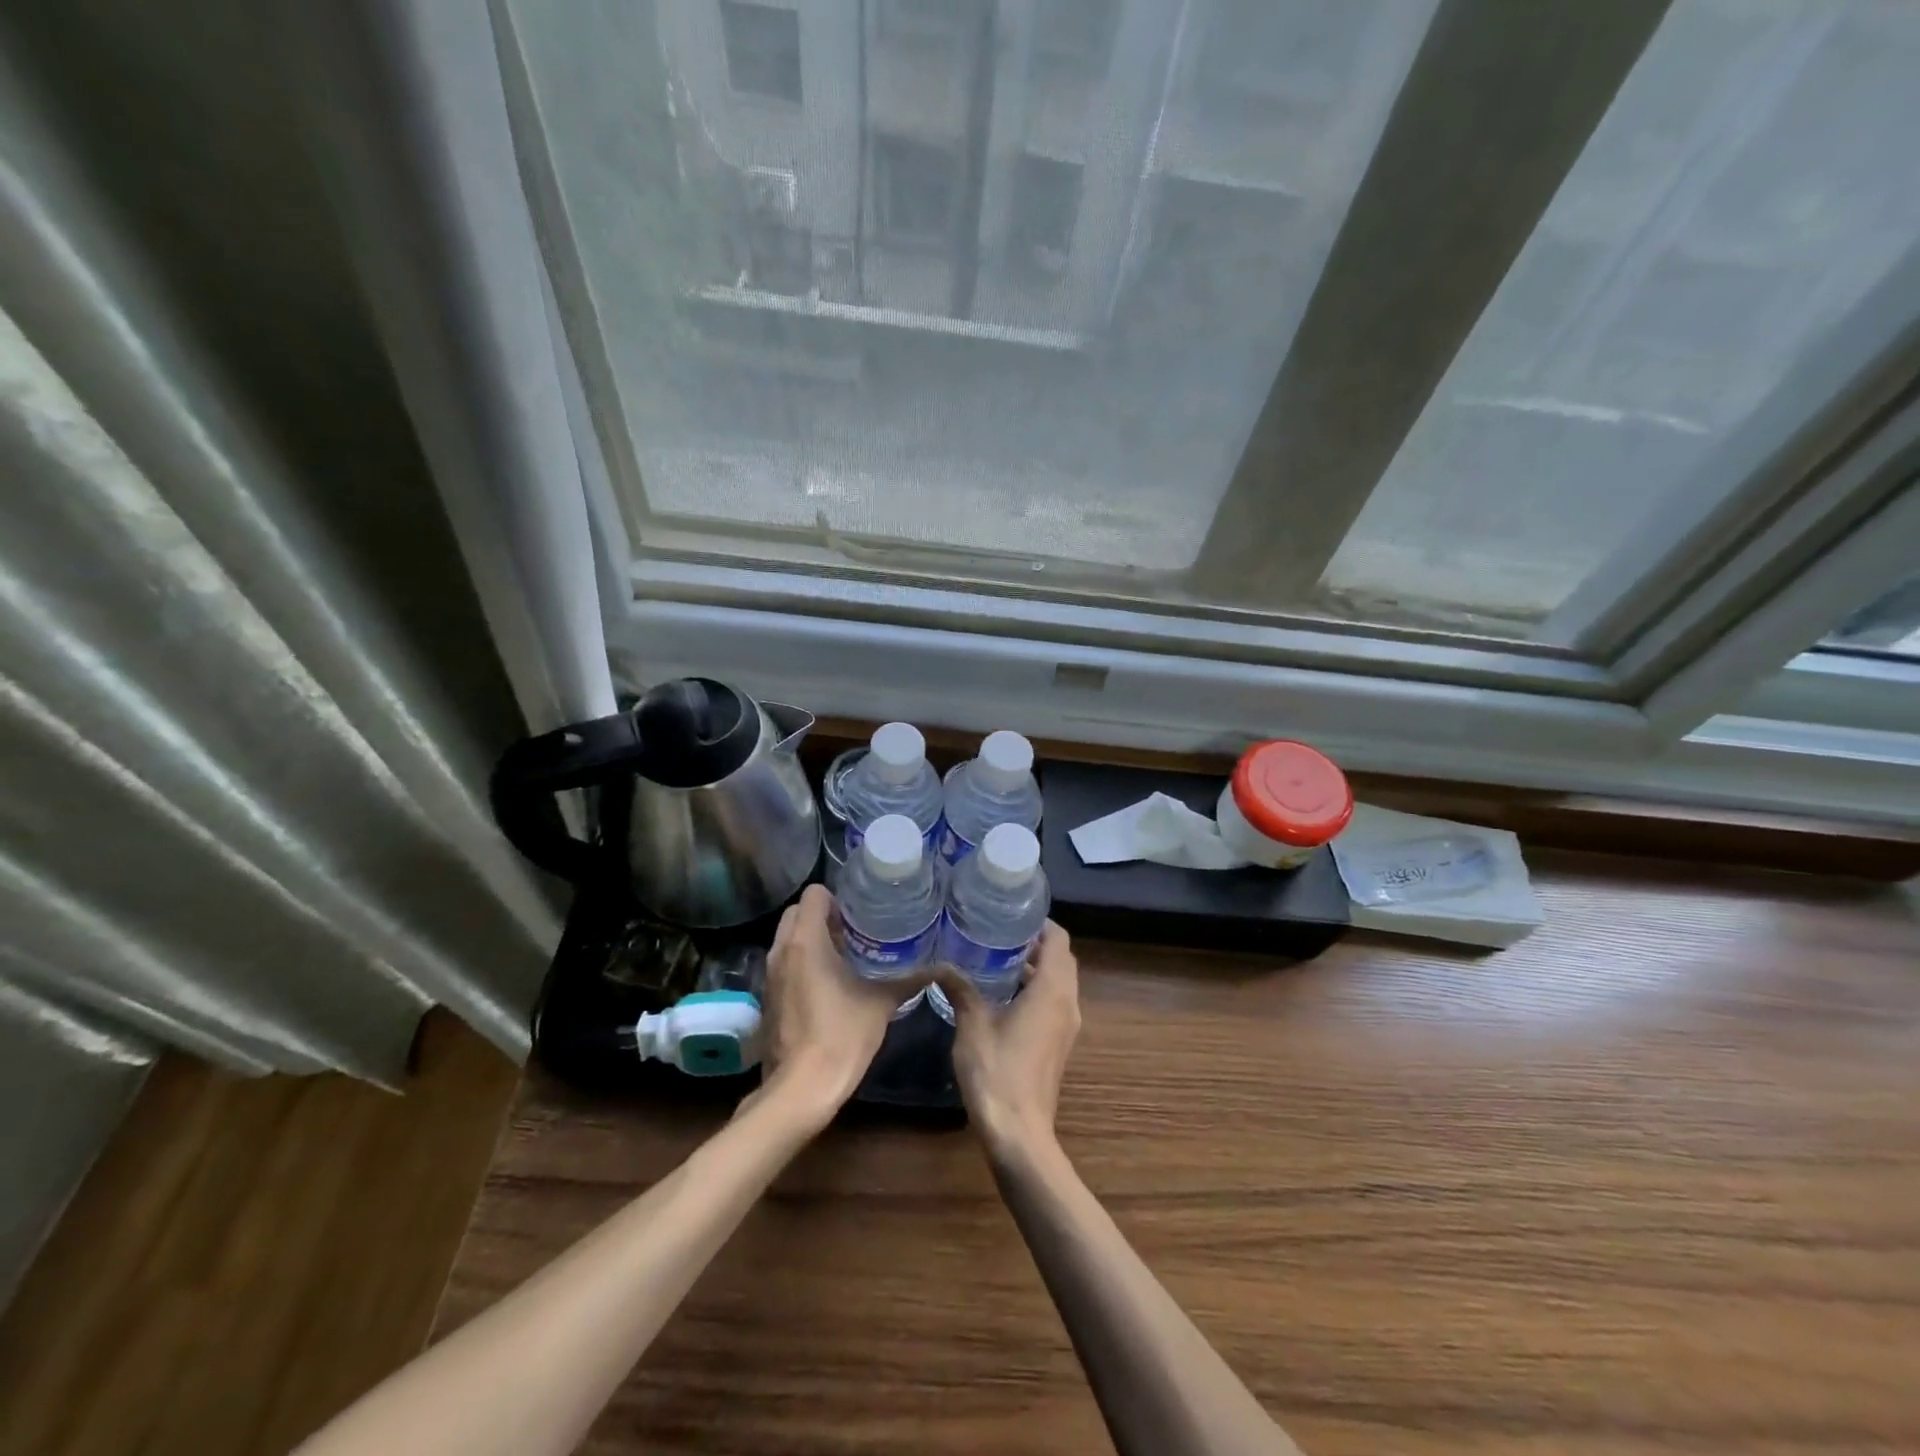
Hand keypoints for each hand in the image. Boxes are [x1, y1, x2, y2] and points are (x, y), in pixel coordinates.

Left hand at [752, 884, 911, 1125]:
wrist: (802, 1087)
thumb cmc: (842, 1035)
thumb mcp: (882, 1003)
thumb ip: (909, 979)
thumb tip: (942, 967)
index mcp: (806, 940)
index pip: (813, 894)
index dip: (836, 899)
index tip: (858, 914)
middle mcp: (781, 950)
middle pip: (797, 912)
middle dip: (822, 916)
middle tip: (854, 933)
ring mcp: (770, 974)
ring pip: (788, 938)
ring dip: (811, 939)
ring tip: (845, 955)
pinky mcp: (768, 997)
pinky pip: (784, 963)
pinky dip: (801, 962)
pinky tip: (828, 983)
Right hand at [940, 922, 1080, 1157]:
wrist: (1019, 1133)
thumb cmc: (998, 1072)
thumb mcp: (973, 1024)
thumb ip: (961, 989)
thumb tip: (941, 963)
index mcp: (1052, 990)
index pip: (1059, 940)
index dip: (1040, 923)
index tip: (1012, 914)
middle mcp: (1067, 1003)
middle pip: (1061, 959)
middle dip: (1035, 943)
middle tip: (999, 932)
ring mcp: (1066, 1026)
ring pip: (1058, 982)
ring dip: (1035, 968)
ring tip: (995, 957)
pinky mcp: (1058, 1043)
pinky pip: (1053, 1002)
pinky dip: (1035, 989)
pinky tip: (1001, 994)